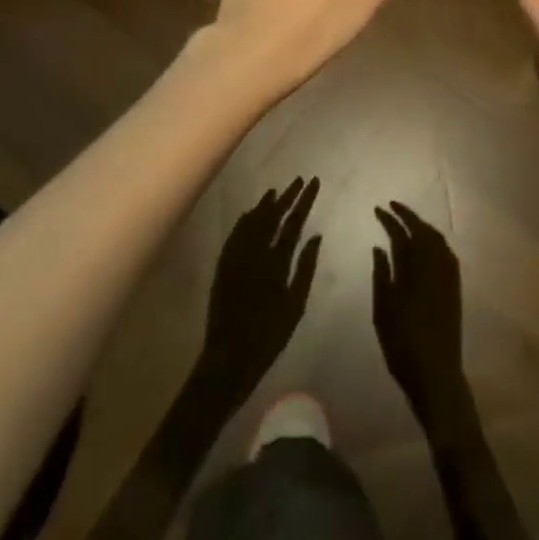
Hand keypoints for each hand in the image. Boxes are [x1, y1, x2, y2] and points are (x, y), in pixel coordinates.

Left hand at [196, 178, 321, 404]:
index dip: (305, 200)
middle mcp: (255, 254)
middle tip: (299, 180)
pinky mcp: (223, 267)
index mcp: (277, 262)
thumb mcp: (296, 305)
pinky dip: (244, 221)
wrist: (229, 359)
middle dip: (288, 196)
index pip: (294, 222)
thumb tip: (315, 235)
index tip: (314, 182)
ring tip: (276, 191)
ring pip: (252, 222)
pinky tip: (249, 214)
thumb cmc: (269, 335)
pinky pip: (235, 235)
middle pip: (273, 216)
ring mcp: (236, 259)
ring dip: (265, 205)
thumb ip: (305, 267)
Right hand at [371, 203, 469, 428]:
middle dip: (407, 216)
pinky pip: (445, 250)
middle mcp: (434, 263)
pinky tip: (425, 244)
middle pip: (422, 229)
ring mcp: (448, 273)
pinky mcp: (455, 284)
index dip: (389, 219)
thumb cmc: (402, 344)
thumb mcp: (383, 310)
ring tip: (407, 221)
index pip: (401, 233)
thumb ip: (381, 274)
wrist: (436, 372)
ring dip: (421, 225)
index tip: (378, 208)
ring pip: (436, 237)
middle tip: (392, 207)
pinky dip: (433, 239)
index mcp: (414, 268)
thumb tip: (380, 246)